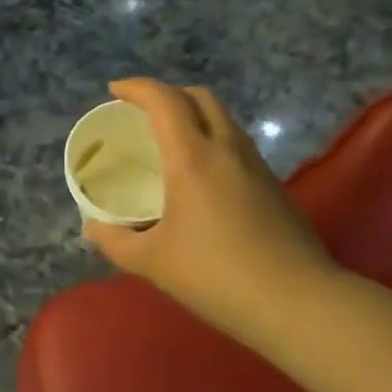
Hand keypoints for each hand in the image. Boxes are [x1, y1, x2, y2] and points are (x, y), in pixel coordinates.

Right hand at [83, 79, 340, 336]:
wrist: (299, 304)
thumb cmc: (216, 275)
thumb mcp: (151, 262)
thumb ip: (114, 240)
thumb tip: (92, 227)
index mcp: (192, 158)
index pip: (164, 100)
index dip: (137, 87)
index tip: (113, 91)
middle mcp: (227, 150)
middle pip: (200, 98)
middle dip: (168, 93)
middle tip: (142, 111)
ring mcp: (257, 166)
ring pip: (224, 119)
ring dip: (194, 114)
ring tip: (169, 139)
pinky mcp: (275, 187)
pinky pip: (237, 144)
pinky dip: (213, 139)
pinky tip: (200, 175)